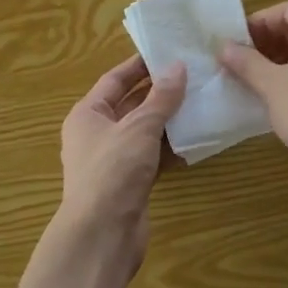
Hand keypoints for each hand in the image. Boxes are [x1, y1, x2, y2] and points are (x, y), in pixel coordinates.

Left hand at [58, 56, 185, 271]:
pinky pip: (152, 155)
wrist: (102, 236)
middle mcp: (97, 134)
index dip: (139, 65)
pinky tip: (195, 137)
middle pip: (130, 104)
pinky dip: (170, 146)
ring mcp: (113, 160)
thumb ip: (160, 98)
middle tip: (192, 74)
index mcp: (87, 114)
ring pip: (144, 131)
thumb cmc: (113, 171)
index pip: (114, 80)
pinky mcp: (130, 182)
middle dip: (159, 92)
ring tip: (200, 100)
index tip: (167, 52)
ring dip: (168, 119)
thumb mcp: (139, 128)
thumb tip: (178, 67)